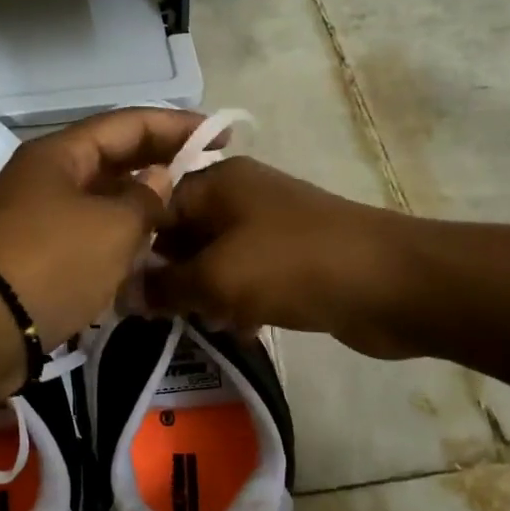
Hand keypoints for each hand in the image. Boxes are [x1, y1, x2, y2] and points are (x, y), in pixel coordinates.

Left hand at [0, 107, 205, 349]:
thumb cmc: (54, 263)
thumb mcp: (113, 227)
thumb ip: (146, 198)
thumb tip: (158, 180)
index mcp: (60, 154)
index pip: (127, 124)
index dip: (175, 126)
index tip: (218, 137)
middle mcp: (46, 177)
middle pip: (112, 159)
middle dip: (159, 164)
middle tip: (206, 173)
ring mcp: (38, 216)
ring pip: (101, 199)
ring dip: (140, 204)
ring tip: (184, 214)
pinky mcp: (37, 253)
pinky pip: (88, 233)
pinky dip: (118, 238)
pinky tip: (148, 253)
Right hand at [144, 157, 428, 358]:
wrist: (392, 283)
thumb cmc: (294, 266)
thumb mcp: (217, 276)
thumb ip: (164, 286)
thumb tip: (121, 295)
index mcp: (217, 181)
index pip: (154, 206)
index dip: (133, 247)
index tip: (117, 289)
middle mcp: (240, 197)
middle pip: (183, 235)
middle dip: (169, 276)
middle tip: (155, 315)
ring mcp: (269, 228)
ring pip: (214, 261)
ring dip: (203, 293)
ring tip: (198, 323)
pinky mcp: (291, 260)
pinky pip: (247, 279)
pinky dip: (237, 302)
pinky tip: (238, 329)